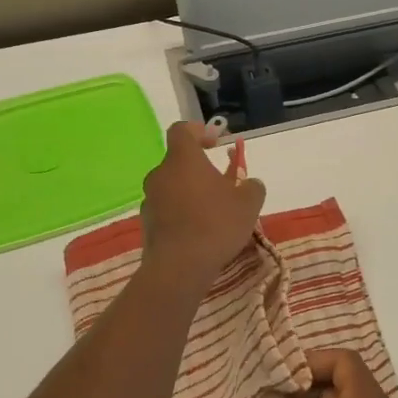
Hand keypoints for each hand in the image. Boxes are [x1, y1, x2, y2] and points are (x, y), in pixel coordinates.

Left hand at [139, 122, 266, 291]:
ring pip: (172, 187)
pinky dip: (181, 213)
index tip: (215, 142)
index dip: (198, 131)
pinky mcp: (146, 224)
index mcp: (183, 159)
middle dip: (199, 170)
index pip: (182, 130)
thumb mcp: (248, 203)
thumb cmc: (216, 225)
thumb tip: (249, 183)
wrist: (179, 267)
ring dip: (190, 193)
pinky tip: (198, 232)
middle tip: (222, 185)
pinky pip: (166, 209)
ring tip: (212, 213)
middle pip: (178, 162)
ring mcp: (150, 200)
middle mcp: (160, 174)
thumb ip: (251, 186)